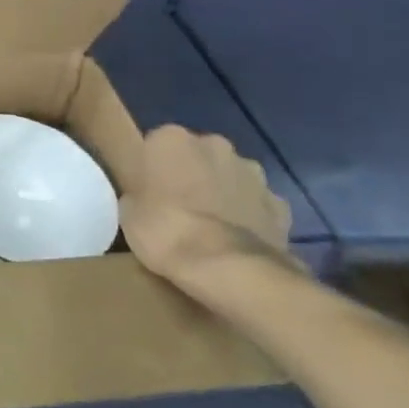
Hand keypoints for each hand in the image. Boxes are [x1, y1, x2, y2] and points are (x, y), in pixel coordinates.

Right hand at [120, 125, 294, 295]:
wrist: (228, 268)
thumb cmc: (166, 231)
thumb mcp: (128, 212)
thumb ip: (139, 192)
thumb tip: (148, 197)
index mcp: (171, 138)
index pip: (157, 145)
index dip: (154, 168)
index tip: (150, 191)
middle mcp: (214, 144)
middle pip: (198, 155)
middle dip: (192, 174)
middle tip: (180, 207)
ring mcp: (252, 173)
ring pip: (231, 176)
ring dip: (223, 191)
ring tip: (213, 226)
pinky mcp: (279, 203)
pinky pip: (258, 204)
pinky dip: (250, 216)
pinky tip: (240, 240)